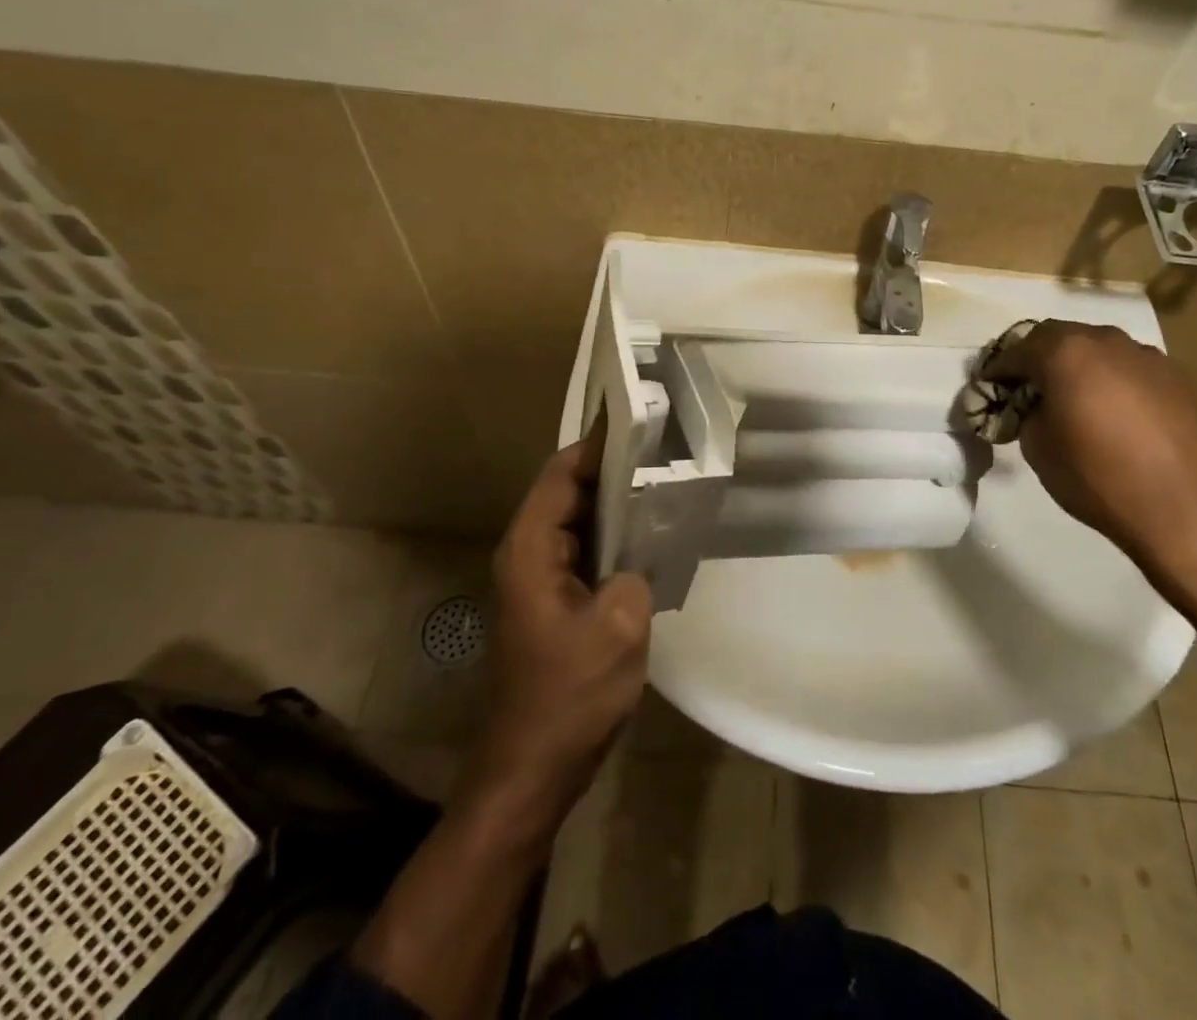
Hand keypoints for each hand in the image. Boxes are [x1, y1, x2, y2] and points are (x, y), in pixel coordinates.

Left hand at [465, 435, 652, 829]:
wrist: (530, 773)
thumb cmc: (568, 697)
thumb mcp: (619, 627)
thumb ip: (636, 571)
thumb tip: (641, 551)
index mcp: (532, 549)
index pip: (561, 473)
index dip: (597, 444)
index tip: (642, 423)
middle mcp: (529, 555)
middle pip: (570, 493)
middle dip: (614, 470)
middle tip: (668, 452)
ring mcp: (540, 582)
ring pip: (579, 524)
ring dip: (616, 507)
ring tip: (667, 486)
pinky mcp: (554, 606)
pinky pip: (585, 554)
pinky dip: (614, 540)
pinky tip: (651, 541)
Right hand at [990, 321, 1196, 570]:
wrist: (1184, 511)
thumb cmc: (1097, 478)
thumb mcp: (1037, 447)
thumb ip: (1027, 413)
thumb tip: (1035, 406)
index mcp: (1066, 352)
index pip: (1017, 349)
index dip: (999, 369)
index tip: (989, 387)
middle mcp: (1107, 341)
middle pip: (1059, 336)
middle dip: (1037, 357)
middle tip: (1027, 386)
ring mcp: (1148, 356)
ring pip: (1098, 348)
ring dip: (1078, 365)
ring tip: (1073, 397)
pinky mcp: (1179, 377)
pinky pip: (1131, 368)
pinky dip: (1112, 379)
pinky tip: (1114, 411)